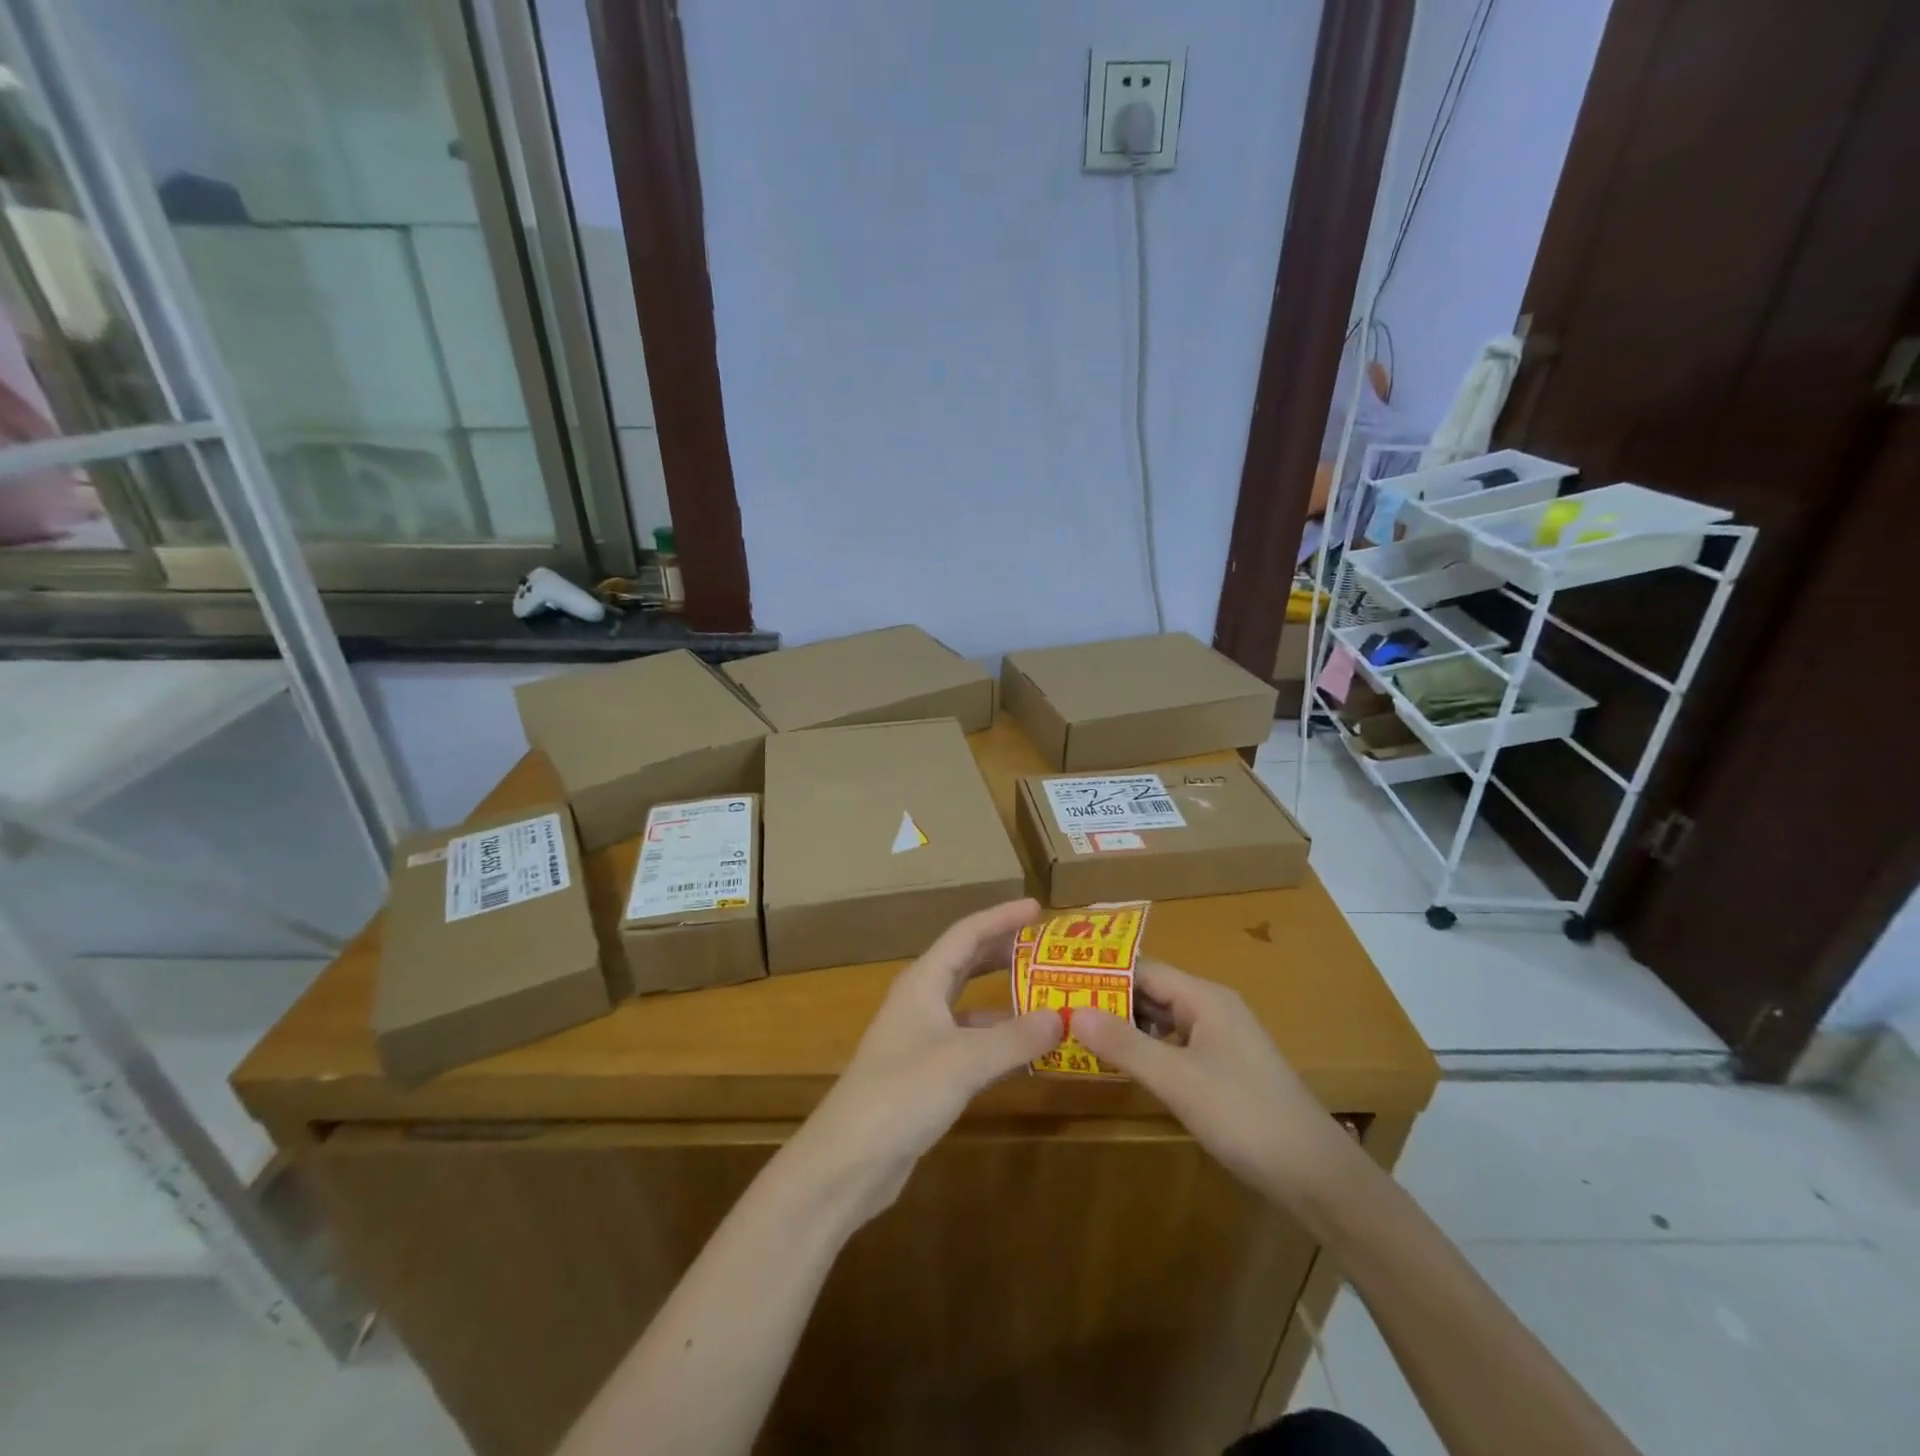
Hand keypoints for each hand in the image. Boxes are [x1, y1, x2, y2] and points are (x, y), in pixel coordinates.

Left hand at [795, 898, 1061, 1223]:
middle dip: (1004, 951)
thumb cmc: (901, 1093)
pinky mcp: (926, 1073)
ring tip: (1046, 995)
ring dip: (1005, 997)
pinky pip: (971, 1041)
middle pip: (967, 963)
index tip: (1037, 907)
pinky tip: (1026, 1052)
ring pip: (970, 1004)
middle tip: (1046, 947)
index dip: (1001, 917)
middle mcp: (921, 1001)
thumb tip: (1063, 1017)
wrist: (848, 1160)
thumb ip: (1015, 1038)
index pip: (966, 934)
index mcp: (923, 982)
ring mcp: (922, 1038)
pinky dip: (998, 1039)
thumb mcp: (964, 1062)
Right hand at [1072, 959, 1349, 1208]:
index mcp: (1204, 998)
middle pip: (1151, 993)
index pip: (1143, 969)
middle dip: (1108, 999)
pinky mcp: (1222, 1069)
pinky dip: (1145, 1050)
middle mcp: (1212, 1009)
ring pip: (1161, 1021)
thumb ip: (1125, 1044)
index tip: (1058, 978)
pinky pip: (1174, 1046)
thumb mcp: (1177, 1080)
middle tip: (1057, 1007)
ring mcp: (1219, 1040)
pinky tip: (1119, 1064)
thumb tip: (1072, 1010)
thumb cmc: (1244, 1116)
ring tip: (1076, 1032)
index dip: (1101, 972)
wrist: (1316, 1176)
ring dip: (1124, 1026)